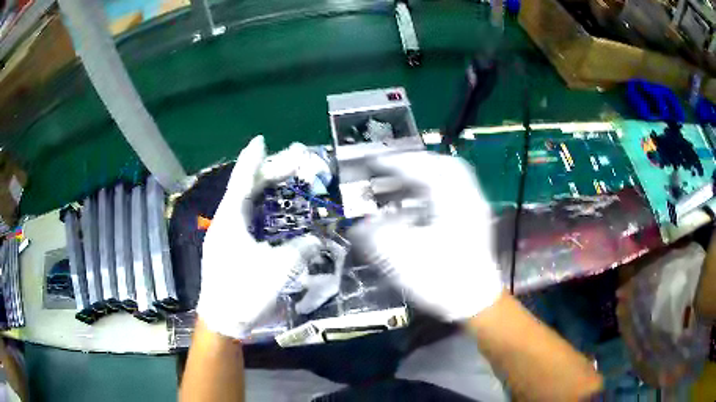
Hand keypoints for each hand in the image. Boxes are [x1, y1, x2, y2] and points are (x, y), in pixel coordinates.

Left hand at [197, 136, 322, 338]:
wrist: (222, 321)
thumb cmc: (245, 291)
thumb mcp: (279, 269)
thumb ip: (301, 249)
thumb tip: (317, 239)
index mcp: (231, 220)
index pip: (242, 181)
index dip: (253, 160)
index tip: (261, 141)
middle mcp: (224, 223)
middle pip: (245, 190)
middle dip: (267, 174)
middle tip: (291, 164)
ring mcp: (223, 237)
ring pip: (243, 205)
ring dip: (262, 192)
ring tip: (282, 182)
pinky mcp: (226, 250)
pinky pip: (244, 220)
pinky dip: (259, 211)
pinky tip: (270, 214)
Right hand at [348, 151, 502, 321]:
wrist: (475, 303)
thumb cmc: (441, 279)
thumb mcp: (402, 258)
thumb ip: (376, 236)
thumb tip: (358, 227)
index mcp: (452, 200)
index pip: (423, 168)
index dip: (396, 163)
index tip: (374, 162)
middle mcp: (467, 198)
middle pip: (445, 165)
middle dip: (416, 163)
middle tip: (392, 168)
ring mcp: (474, 210)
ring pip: (451, 179)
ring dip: (425, 177)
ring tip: (401, 184)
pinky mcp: (474, 223)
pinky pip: (454, 194)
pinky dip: (434, 192)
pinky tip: (418, 207)